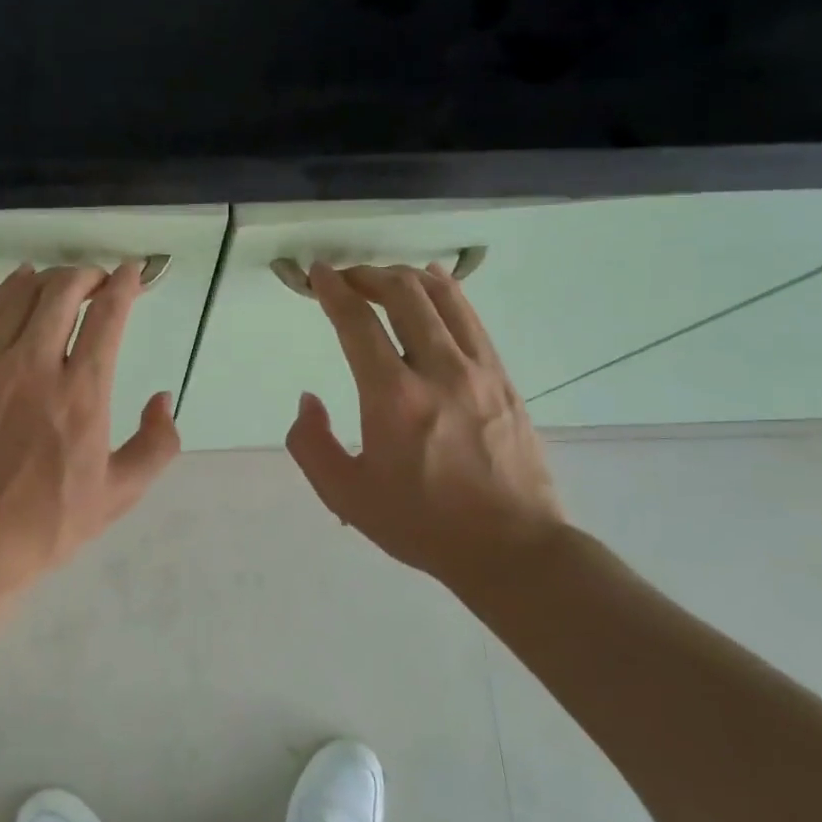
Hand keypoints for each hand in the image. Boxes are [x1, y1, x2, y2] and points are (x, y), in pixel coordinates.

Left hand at [0, 261, 180, 595]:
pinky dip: (10, 291)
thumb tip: (162, 399)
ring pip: (23, 296)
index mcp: (82, 395)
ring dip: (51, 279)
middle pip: (63, 292)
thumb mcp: (119, 495)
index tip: (132, 272)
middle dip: (87, 275)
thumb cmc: (48, 524)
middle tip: (99, 282)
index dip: (124, 285)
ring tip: (64, 283)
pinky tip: (21, 285)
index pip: (107, 317)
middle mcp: (37, 367)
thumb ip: (156, 444)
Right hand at [286, 263, 564, 591]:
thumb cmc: (422, 524)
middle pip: (404, 294)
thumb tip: (308, 400)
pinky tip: (433, 286)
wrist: (512, 548)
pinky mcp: (503, 378)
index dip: (333, 290)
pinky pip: (471, 318)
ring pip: (443, 297)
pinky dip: (446, 292)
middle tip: (346, 278)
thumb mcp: (346, 495)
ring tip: (384, 278)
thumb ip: (310, 444)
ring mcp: (479, 370)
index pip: (357, 323)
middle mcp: (439, 370)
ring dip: (406, 277)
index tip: (317, 273)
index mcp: (394, 398)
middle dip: (368, 275)